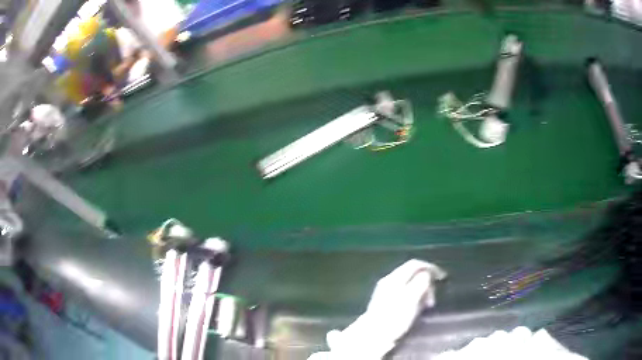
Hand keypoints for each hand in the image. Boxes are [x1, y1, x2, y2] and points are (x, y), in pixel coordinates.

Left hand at [324, 260, 446, 359]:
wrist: (372, 336)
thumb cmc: (394, 318)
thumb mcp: (411, 299)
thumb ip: (420, 283)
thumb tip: (427, 273)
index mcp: (394, 278)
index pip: (415, 264)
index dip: (431, 268)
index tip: (442, 278)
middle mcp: (388, 281)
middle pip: (413, 273)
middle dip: (426, 283)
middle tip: (432, 299)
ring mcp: (385, 291)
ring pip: (409, 284)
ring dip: (421, 292)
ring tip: (426, 306)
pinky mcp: (385, 302)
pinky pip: (405, 293)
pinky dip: (414, 298)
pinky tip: (416, 309)